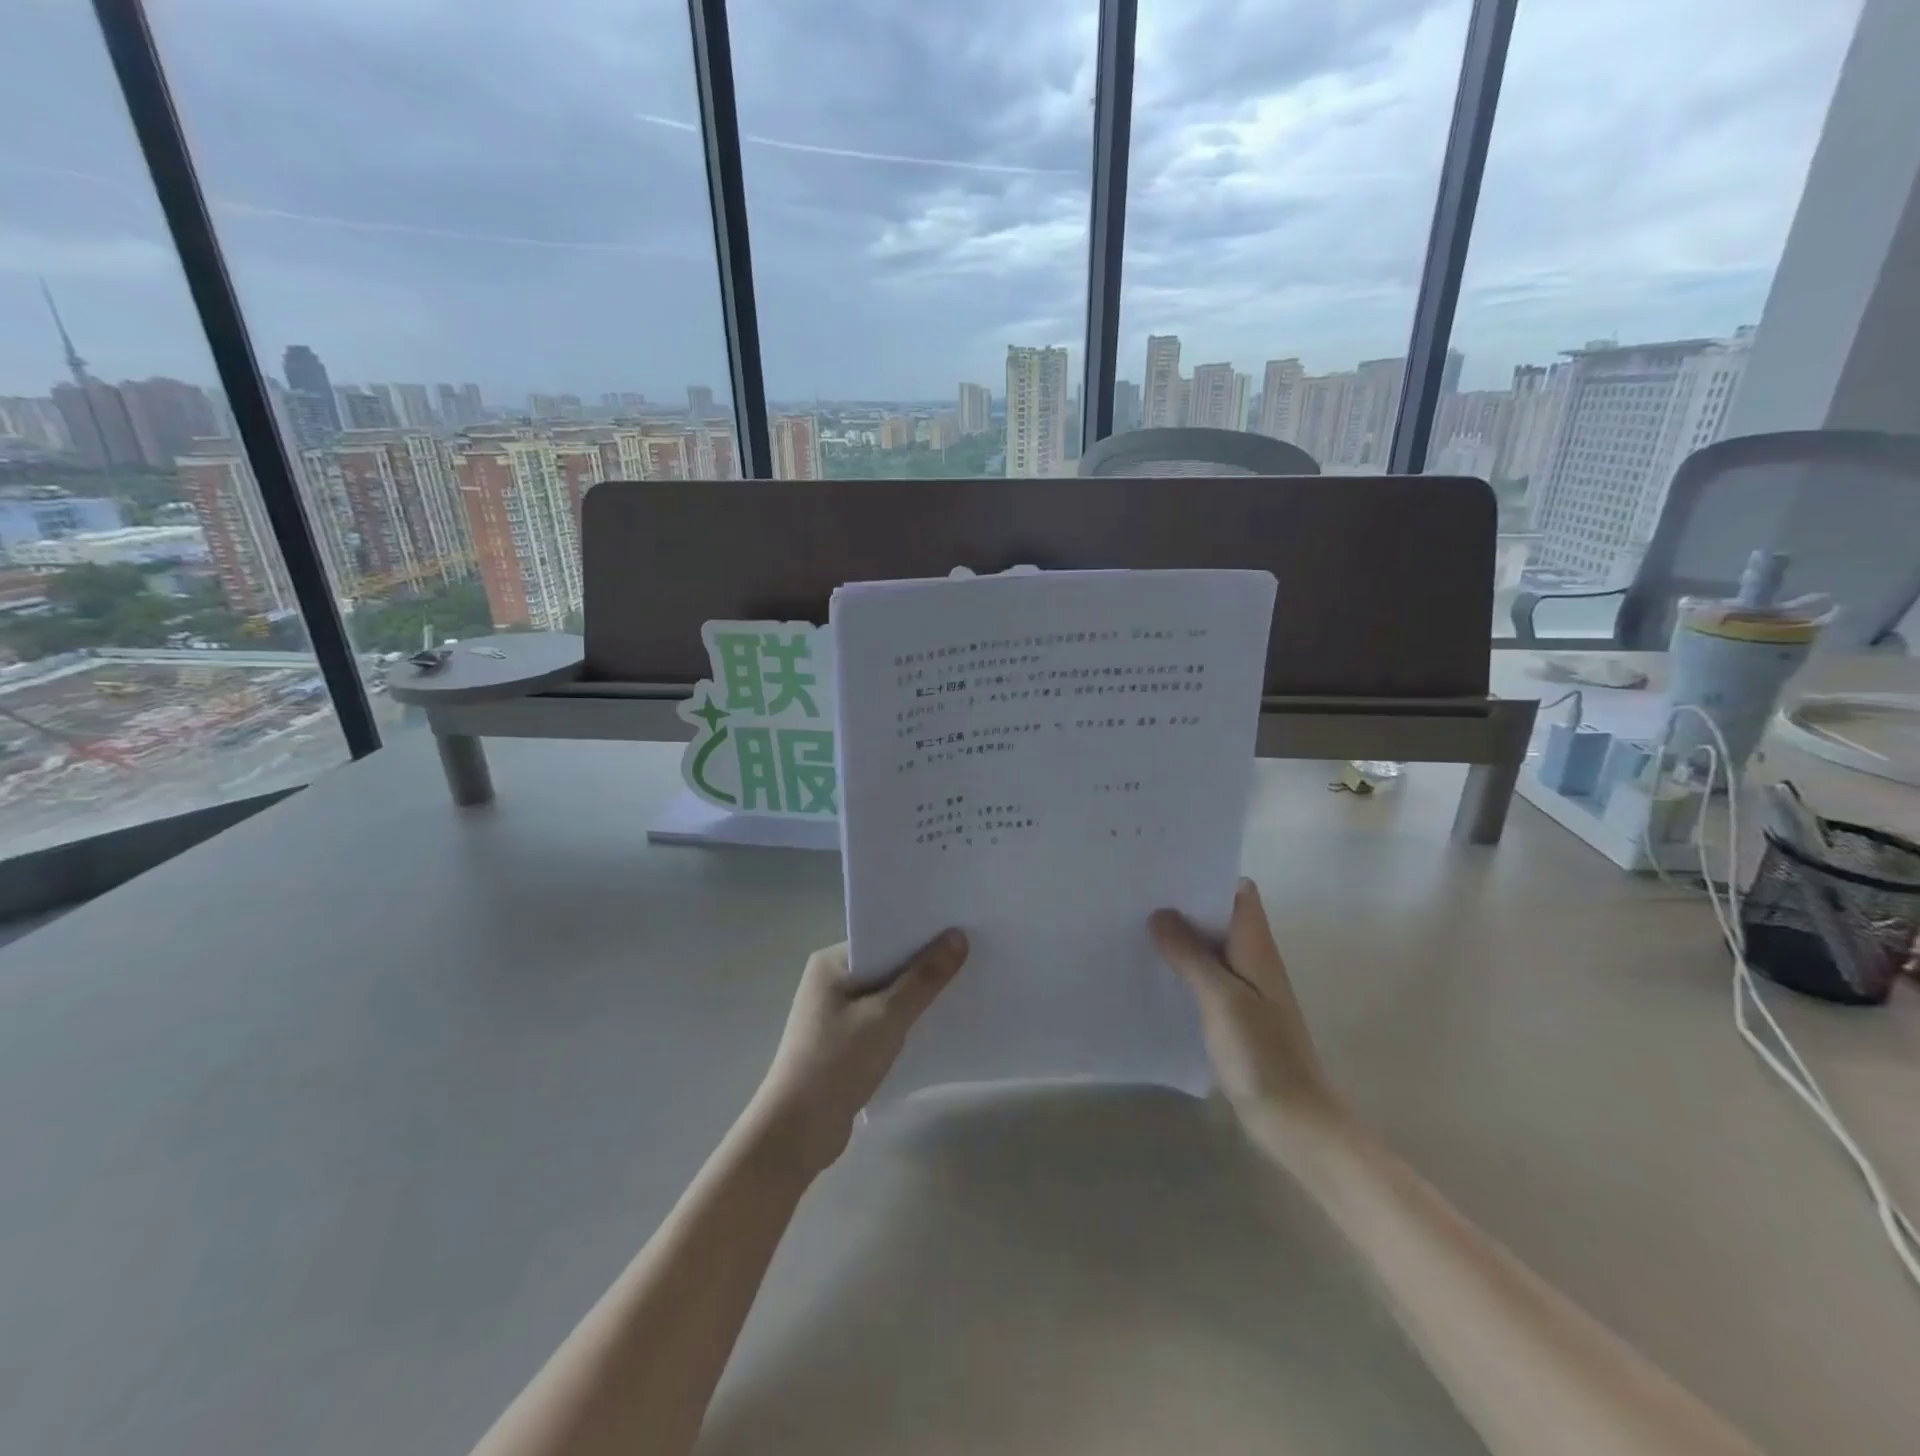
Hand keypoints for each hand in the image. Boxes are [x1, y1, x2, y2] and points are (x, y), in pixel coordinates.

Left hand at [747, 931, 968, 1178]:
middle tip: (970, 955)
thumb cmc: (836, 1063)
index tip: (960, 929)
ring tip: (963, 986)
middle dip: (923, 964)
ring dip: (916, 996)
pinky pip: (882, 1020)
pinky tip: (937, 1024)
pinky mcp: (843, 1043)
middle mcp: (830, 981)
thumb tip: (959, 936)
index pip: (882, 936)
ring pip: (886, 994)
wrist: (796, 1134)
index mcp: (830, 963)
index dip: (920, 934)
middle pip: (886, 964)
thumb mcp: (887, 1017)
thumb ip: (924, 978)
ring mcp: (835, 1014)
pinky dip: (906, 1021)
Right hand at [1151, 879, 1344, 1155]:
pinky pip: (1205, 977)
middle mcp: (1253, 960)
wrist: (1293, 1119)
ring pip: (1210, 947)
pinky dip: (1182, 968)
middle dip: (1184, 904)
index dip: (1208, 876)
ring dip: (1180, 937)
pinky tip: (1152, 972)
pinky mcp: (1234, 1014)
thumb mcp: (1220, 998)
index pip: (1239, 892)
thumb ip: (1190, 954)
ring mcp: (1245, 988)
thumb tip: (1160, 913)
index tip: (1167, 870)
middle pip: (1219, 916)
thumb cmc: (1261, 1053)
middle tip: (1138, 895)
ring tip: (1135, 926)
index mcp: (1257, 947)